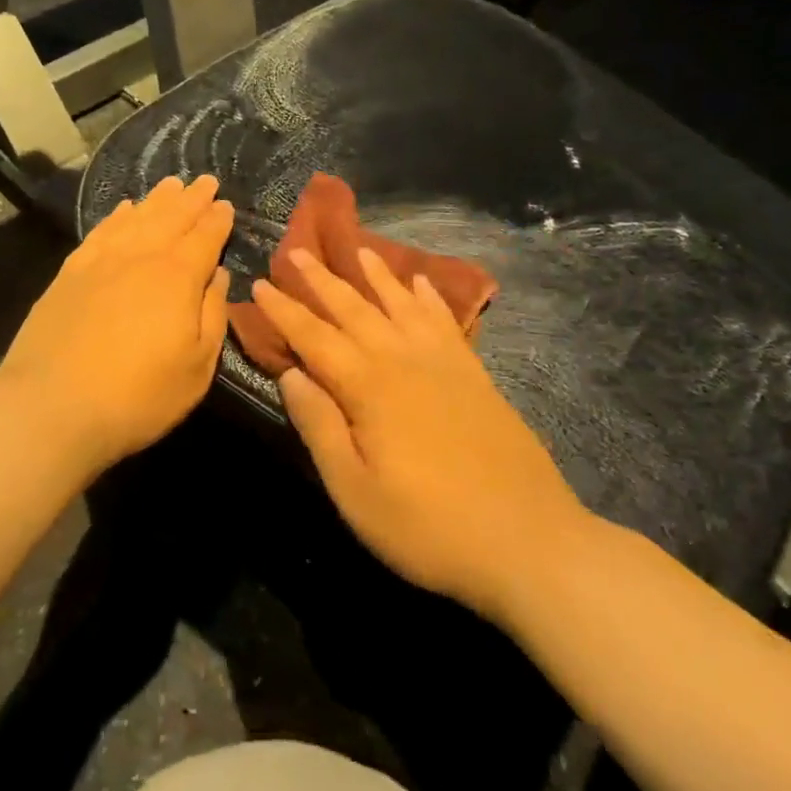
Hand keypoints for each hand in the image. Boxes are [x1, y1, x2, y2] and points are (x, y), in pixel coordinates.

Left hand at [0, 175, 233, 476]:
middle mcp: (141, 257)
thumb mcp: (197, 367)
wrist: (52, 406)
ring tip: (171, 184)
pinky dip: (117, 216)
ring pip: (136, 218)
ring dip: (157, 199)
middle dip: (192, 198)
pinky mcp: (70, 272)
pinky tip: (125, 209)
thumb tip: (218, 275)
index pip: (204, 237)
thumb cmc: (138, 396)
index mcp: (178, 277)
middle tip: (205, 181)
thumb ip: (213, 315)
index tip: (225, 204)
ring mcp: (102, 261)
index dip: (217, 219)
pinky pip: (101, 231)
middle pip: (172, 217)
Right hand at [251, 246, 588, 624]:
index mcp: (369, 387)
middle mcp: (403, 360)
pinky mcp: (475, 375)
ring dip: (376, 276)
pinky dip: (428, 297)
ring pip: (400, 304)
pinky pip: (444, 321)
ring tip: (357, 249)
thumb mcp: (356, 492)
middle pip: (355, 309)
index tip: (261, 282)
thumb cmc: (429, 528)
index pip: (314, 337)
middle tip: (298, 250)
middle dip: (322, 279)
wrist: (529, 542)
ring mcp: (444, 363)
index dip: (285, 310)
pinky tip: (420, 283)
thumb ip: (320, 427)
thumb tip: (290, 374)